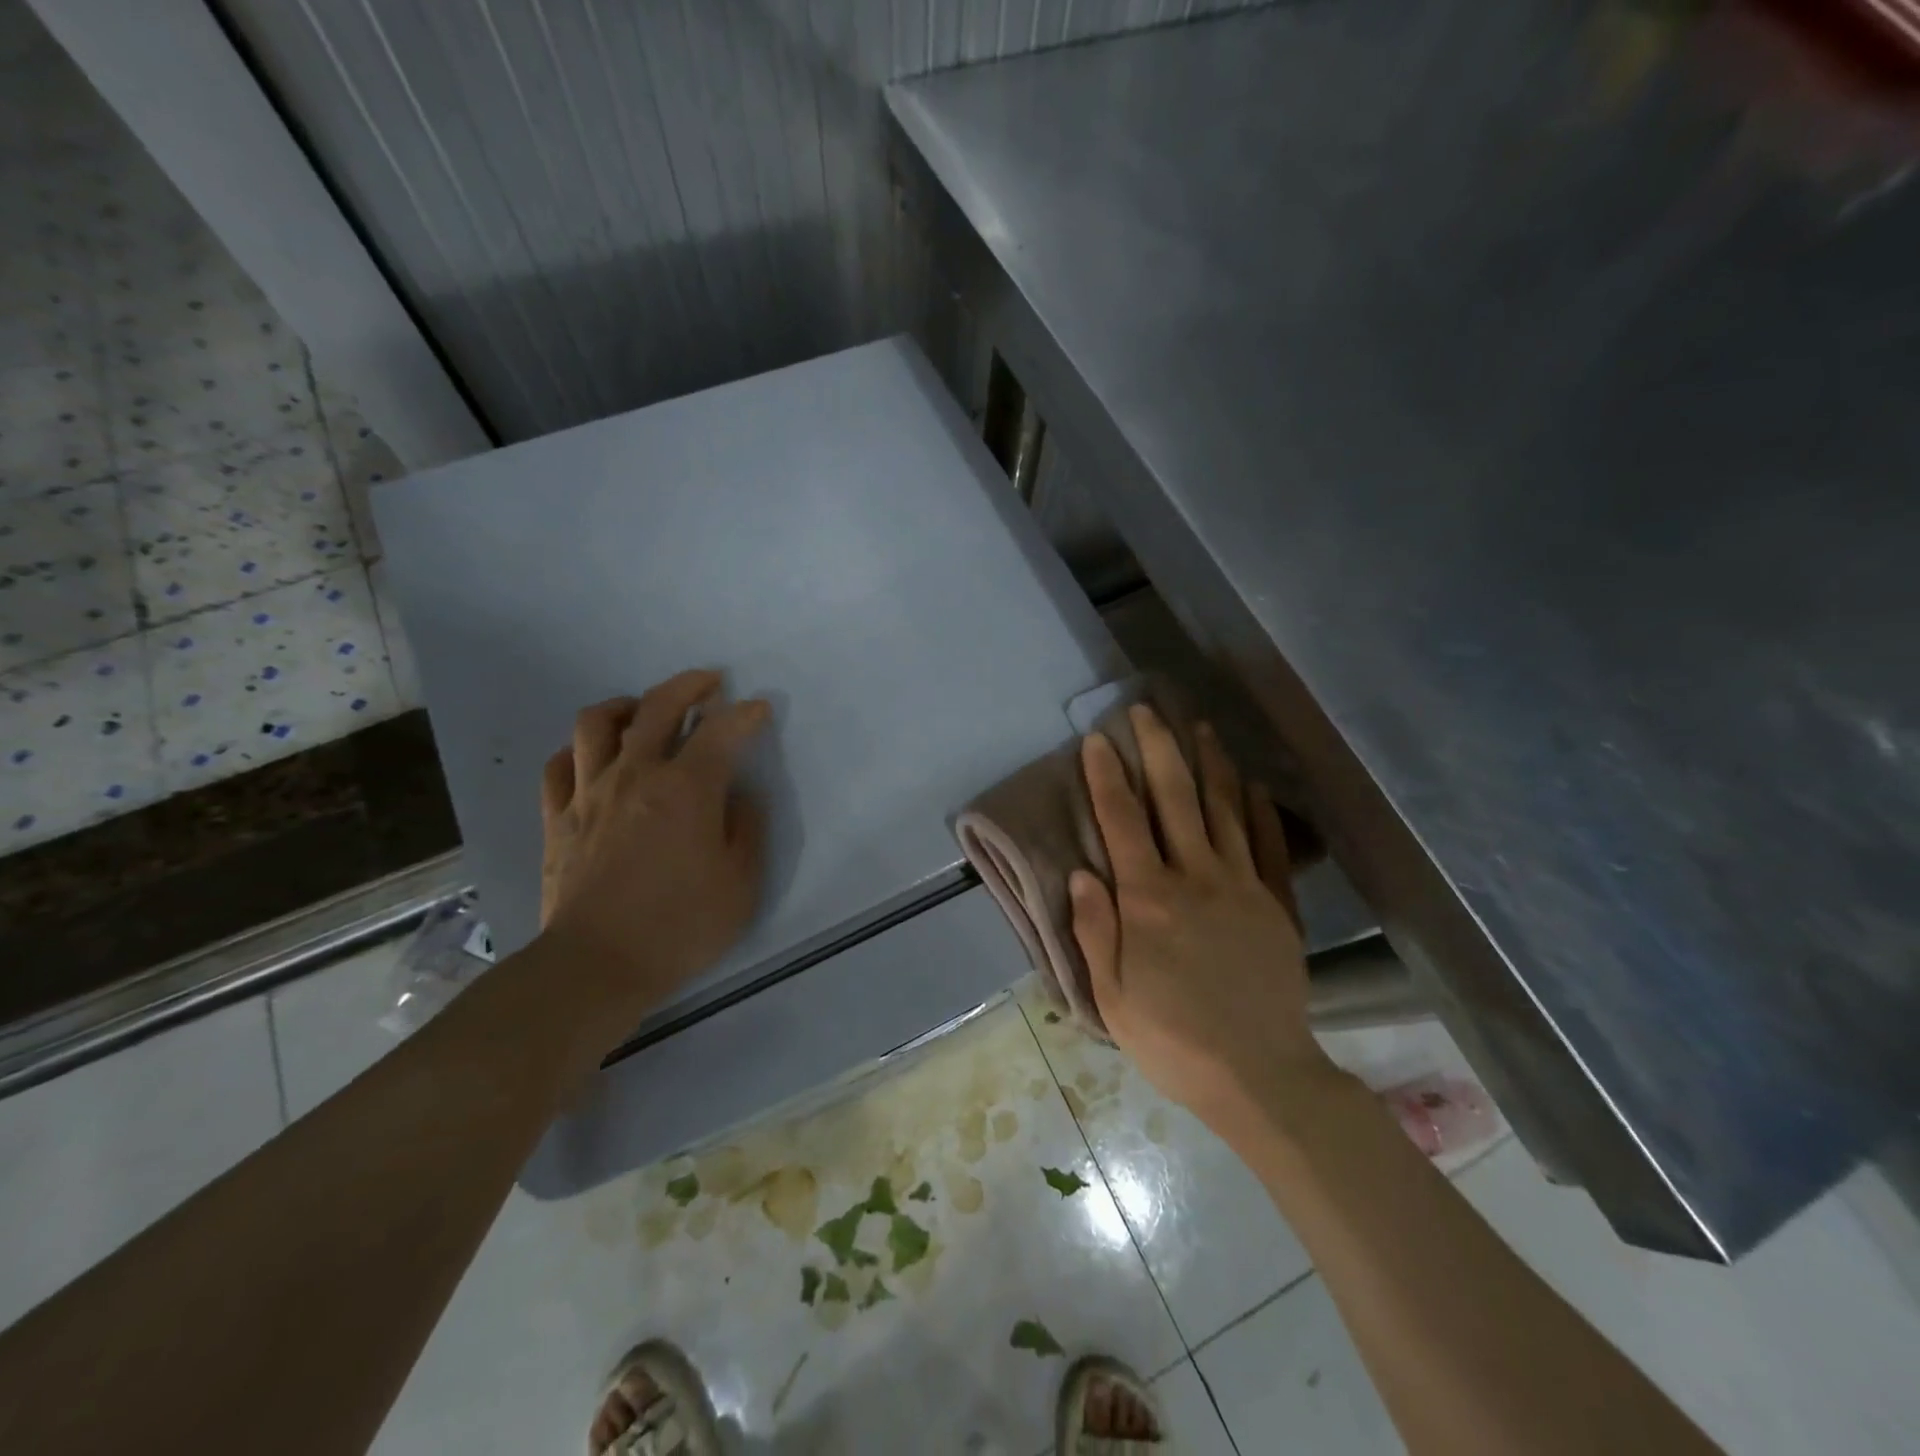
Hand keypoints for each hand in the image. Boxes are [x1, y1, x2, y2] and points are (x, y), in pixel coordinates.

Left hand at [537, 670, 769, 1031]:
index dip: (745, 714)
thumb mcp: (742, 884)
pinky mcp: (558, 817)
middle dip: (689, 686)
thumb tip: (740, 797)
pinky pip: (560, 764)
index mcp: (687, 789)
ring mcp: (590, 793)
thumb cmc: (680, 926)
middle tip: (709, 683)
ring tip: (645, 710)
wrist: (596, 966)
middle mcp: (636, 775)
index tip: (758, 708)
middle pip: (658, 707)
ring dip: (628, 705)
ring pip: (599, 722)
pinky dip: (582, 748)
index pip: (721, 731)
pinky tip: (596, 756)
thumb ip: (747, 829)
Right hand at [1069, 705, 1332, 1138]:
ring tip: (1199, 727)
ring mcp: (1242, 887)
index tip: (1097, 739)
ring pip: (1224, 810)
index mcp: (1148, 900)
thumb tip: (1083, 872)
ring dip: (1209, 765)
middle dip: (1157, 749)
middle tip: (1147, 710)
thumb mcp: (1112, 997)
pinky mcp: (1276, 905)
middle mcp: (1195, 878)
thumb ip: (1095, 930)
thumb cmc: (1173, 1040)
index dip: (1106, 776)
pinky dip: (1258, 810)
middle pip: (1174, 800)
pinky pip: (1267, 846)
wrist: (1260, 1077)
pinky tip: (1250, 784)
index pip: (1122, 822)